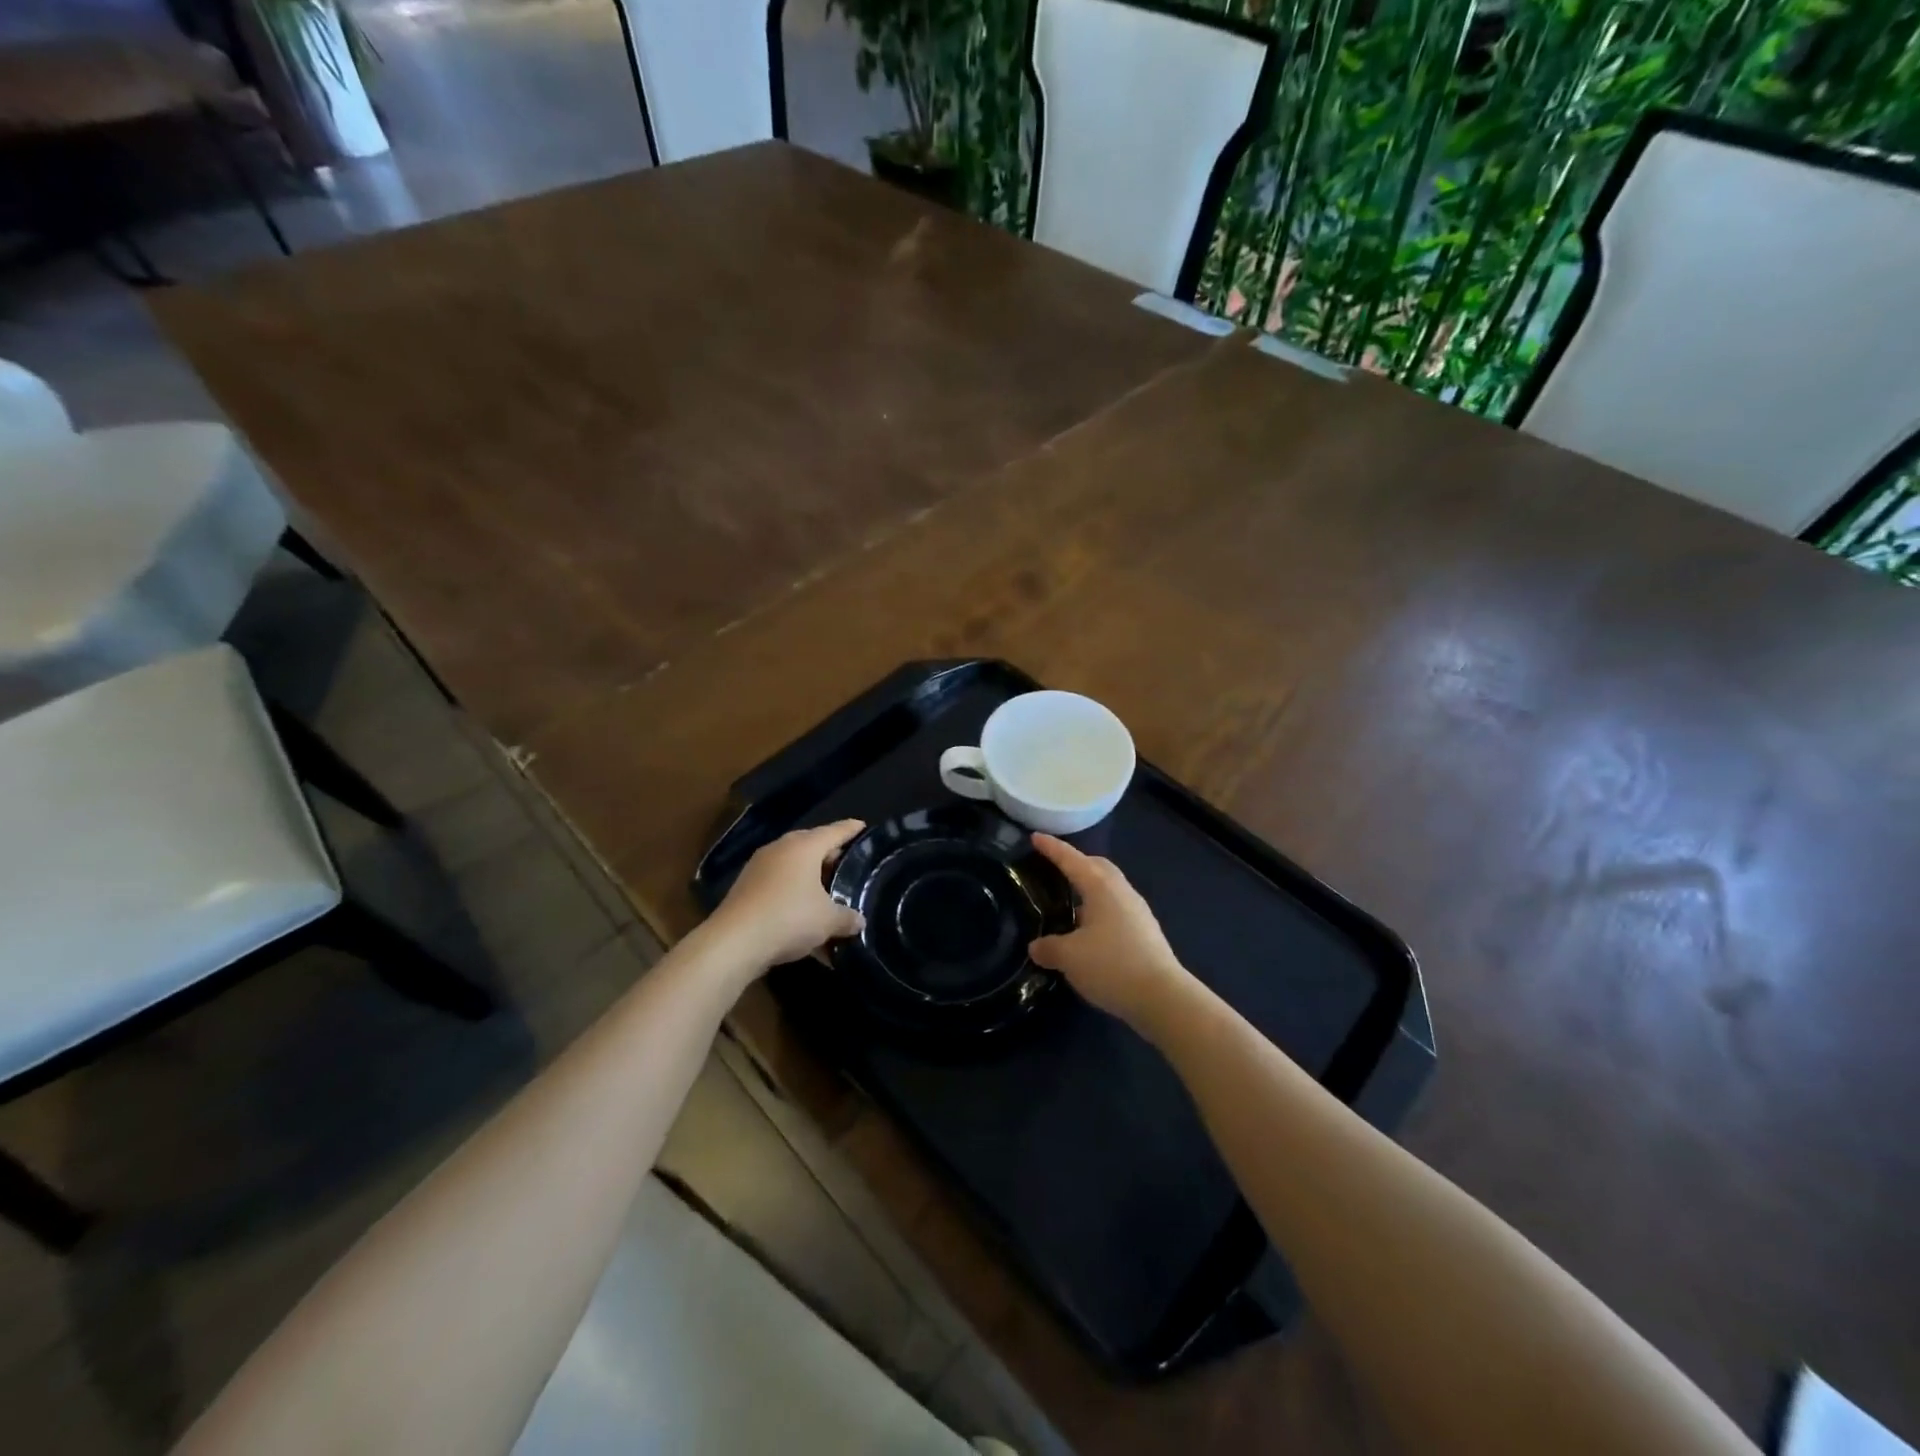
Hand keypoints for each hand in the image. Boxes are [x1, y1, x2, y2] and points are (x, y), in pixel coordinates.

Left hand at [707, 820, 866, 970]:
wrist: (734, 942)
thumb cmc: (790, 918)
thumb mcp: (828, 920)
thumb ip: (847, 917)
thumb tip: (859, 921)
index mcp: (804, 847)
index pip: (834, 831)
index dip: (851, 829)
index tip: (862, 826)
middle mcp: (780, 849)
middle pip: (812, 846)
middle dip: (830, 856)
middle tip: (848, 866)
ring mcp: (759, 868)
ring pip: (793, 867)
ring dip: (810, 879)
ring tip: (828, 893)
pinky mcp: (746, 889)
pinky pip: (779, 886)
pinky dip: (794, 896)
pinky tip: (804, 919)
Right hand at [1029, 834, 1190, 1030]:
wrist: (1162, 997)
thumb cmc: (1111, 965)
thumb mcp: (1069, 957)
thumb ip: (1049, 948)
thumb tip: (1036, 947)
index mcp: (1100, 887)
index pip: (1071, 860)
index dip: (1052, 848)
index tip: (1035, 837)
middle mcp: (1121, 891)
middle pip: (1097, 866)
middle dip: (1076, 863)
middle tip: (1055, 869)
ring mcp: (1138, 911)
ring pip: (1109, 888)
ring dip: (1089, 889)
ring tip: (1070, 904)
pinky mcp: (1146, 932)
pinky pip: (1116, 908)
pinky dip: (1099, 910)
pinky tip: (1089, 931)